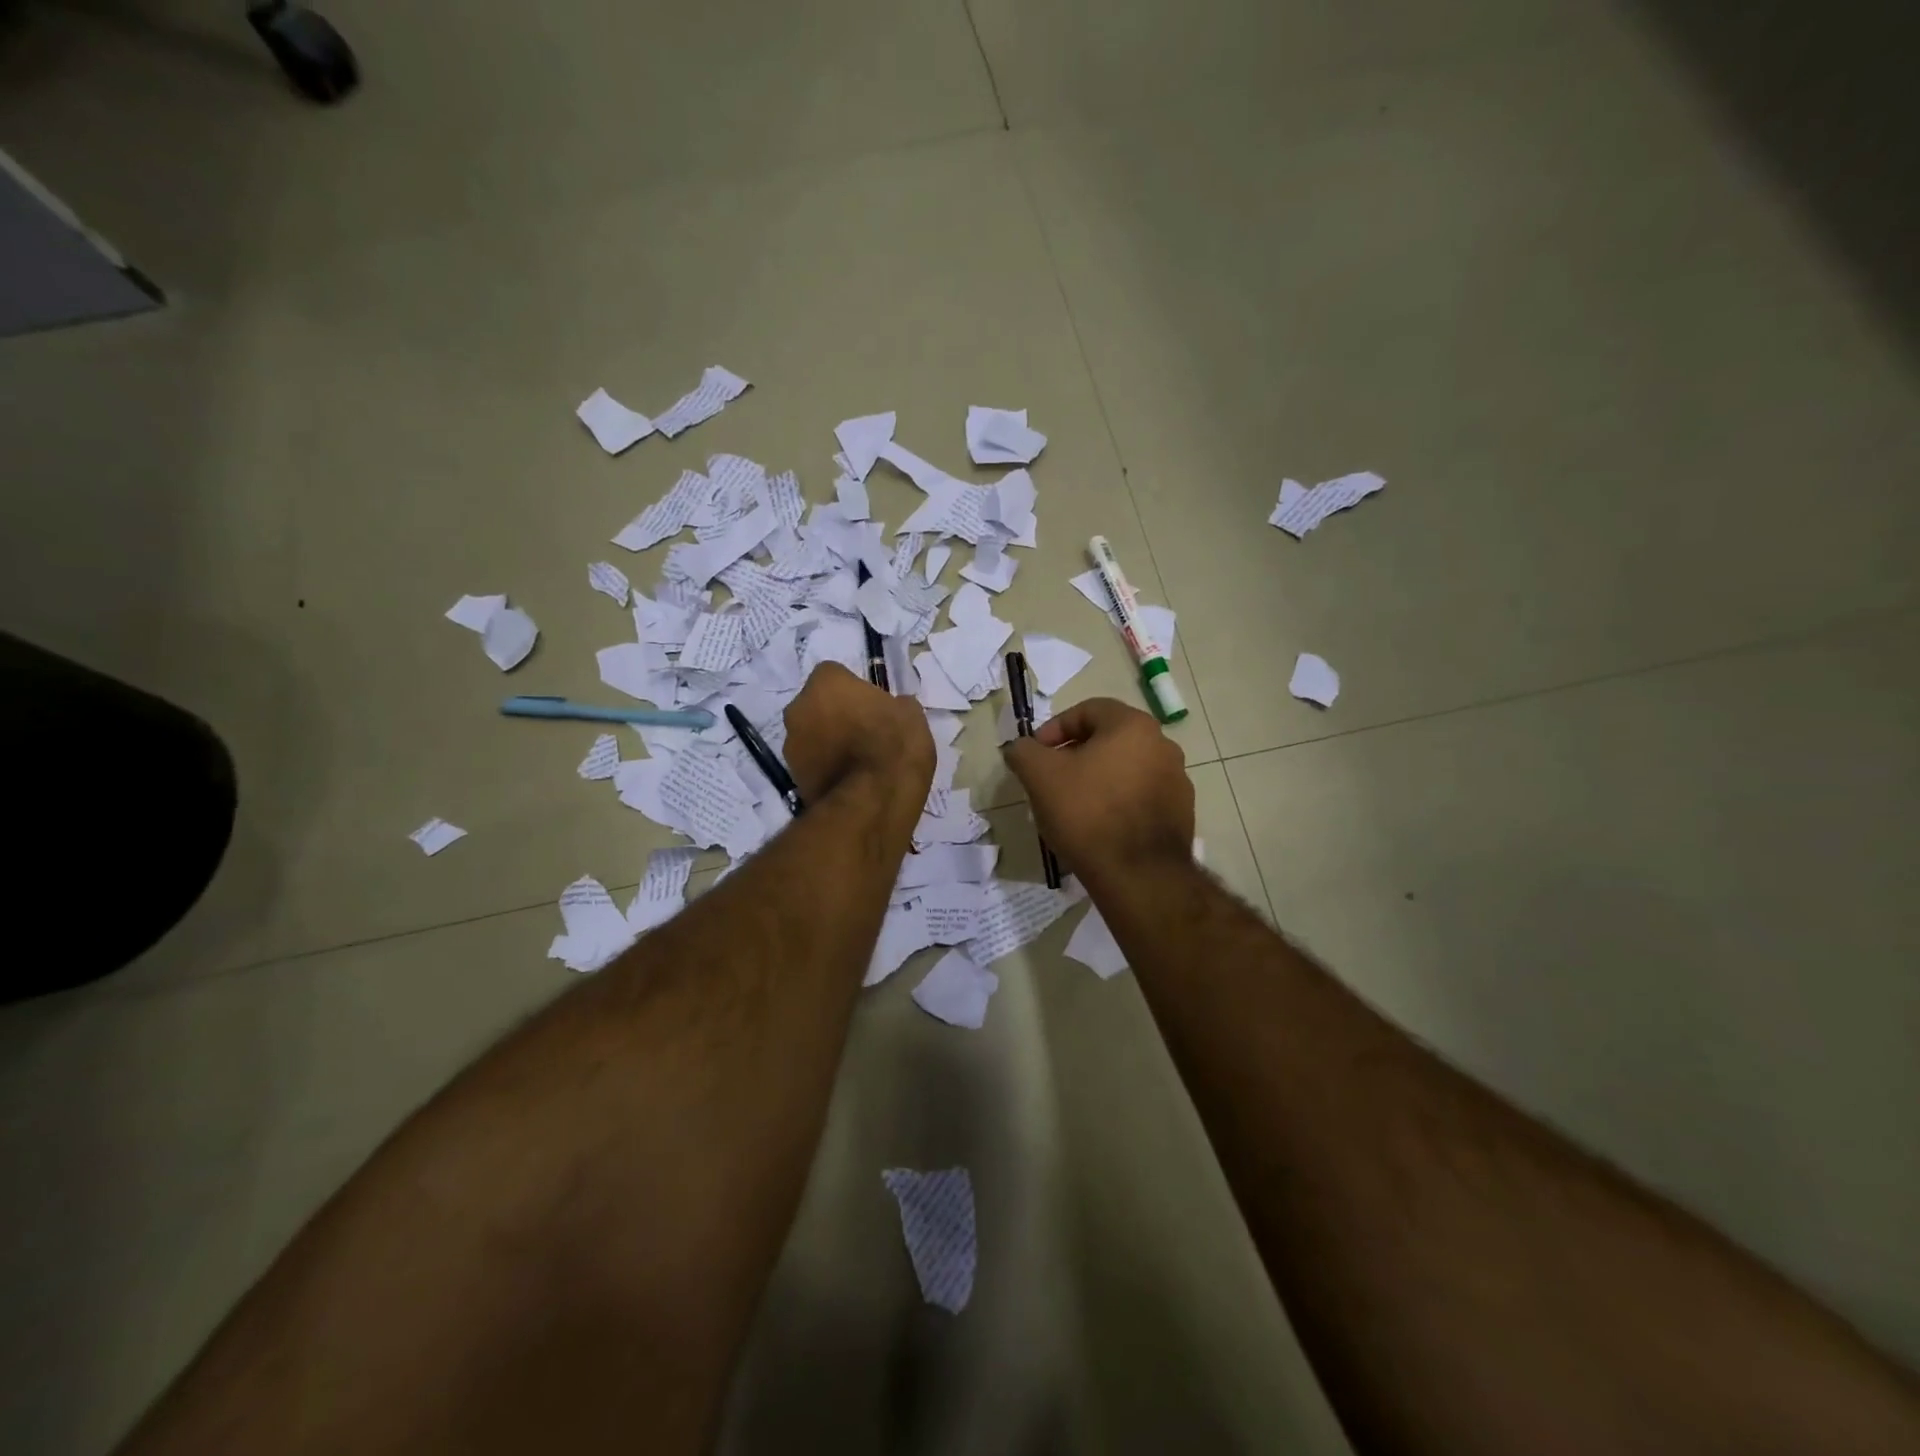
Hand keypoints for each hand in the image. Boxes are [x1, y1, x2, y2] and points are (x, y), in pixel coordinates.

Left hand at [783, 663, 934, 825]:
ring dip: (826, 742)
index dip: (853, 690)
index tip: (871, 707)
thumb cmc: (894, 746)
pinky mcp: (792, 777)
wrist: (873, 801)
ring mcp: (791, 744)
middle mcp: (799, 707)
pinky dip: (824, 768)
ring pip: (810, 735)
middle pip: (816, 704)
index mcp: (826, 682)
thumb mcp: (912, 716)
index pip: (835, 675)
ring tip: (857, 762)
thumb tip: (895, 708)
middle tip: (863, 732)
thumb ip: (896, 705)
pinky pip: (811, 764)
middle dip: (834, 715)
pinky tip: (849, 781)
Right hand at [1002, 697, 1193, 887]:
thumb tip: (1020, 747)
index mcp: (1133, 726)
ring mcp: (1177, 781)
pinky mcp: (1182, 813)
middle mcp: (1163, 745)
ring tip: (1072, 806)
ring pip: (1125, 769)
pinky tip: (1099, 827)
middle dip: (1075, 755)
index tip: (1036, 754)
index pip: (1087, 710)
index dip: (1054, 728)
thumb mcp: (1039, 775)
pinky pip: (1140, 797)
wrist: (1138, 875)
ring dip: (1097, 779)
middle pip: (1108, 739)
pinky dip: (1117, 802)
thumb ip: (1024, 751)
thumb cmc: (1087, 813)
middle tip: (1050, 780)